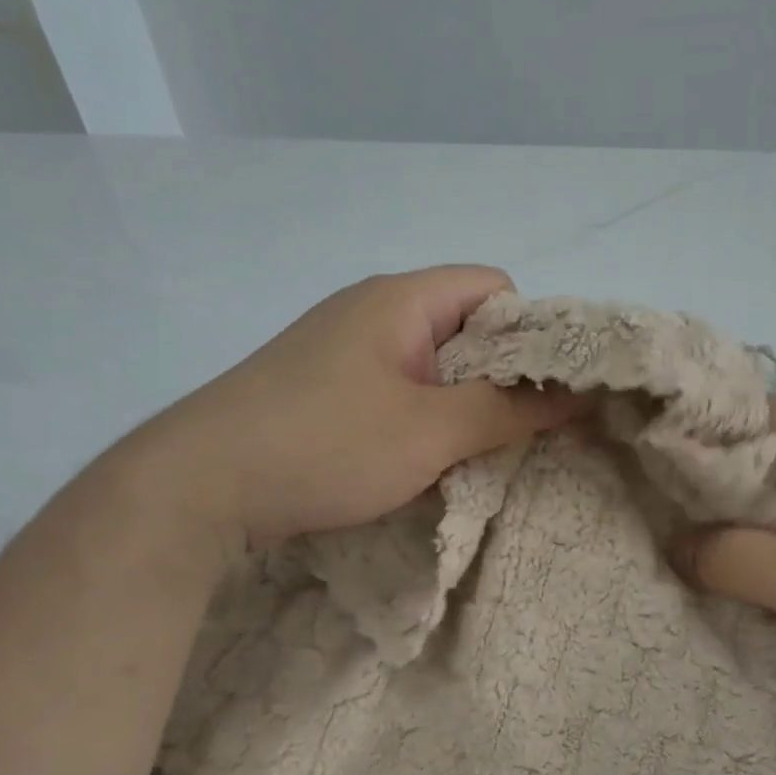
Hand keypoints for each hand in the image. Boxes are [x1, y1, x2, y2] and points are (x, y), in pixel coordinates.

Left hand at [118, 266, 577, 552]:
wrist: (197, 487)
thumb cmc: (326, 445)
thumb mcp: (431, 432)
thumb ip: (509, 411)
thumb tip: (578, 394)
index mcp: (400, 299)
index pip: (494, 287)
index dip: (529, 332)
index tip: (542, 389)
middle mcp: (371, 312)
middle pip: (464, 327)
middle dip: (499, 376)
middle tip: (518, 430)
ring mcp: (342, 350)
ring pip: (431, 365)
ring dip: (460, 405)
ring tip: (474, 452)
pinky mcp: (322, 388)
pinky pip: (396, 390)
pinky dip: (422, 419)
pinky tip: (423, 460)